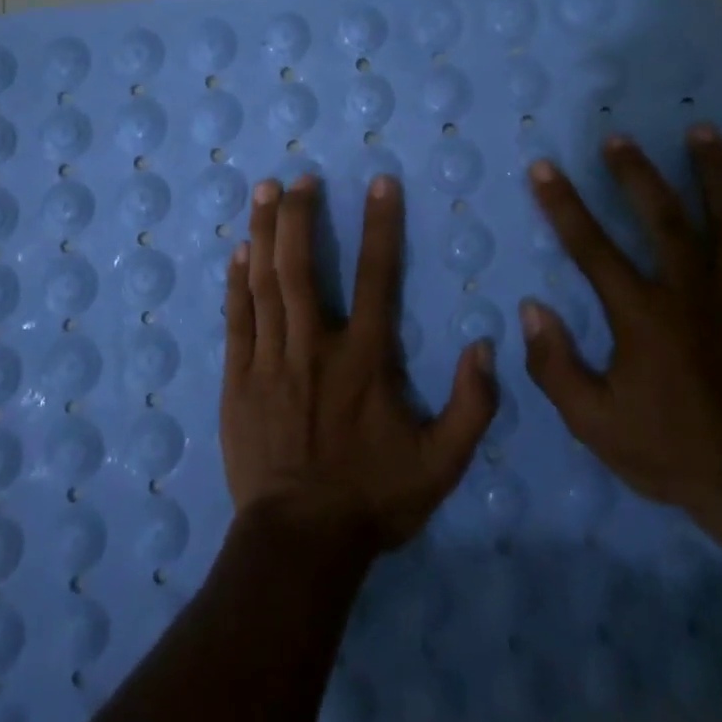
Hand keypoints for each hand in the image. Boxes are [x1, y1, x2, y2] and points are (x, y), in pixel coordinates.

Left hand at [222, 173, 498, 554]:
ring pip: (265, 284)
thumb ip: (472, 405)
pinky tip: (238, 252)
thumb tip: (485, 346)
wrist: (300, 543)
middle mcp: (315, 347)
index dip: (381, 226)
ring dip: (265, 233)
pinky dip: (237, 283)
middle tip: (299, 178)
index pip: (378, 277)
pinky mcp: (238, 380)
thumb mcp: (442, 463)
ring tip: (263, 192)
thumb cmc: (373, 498)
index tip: (380, 183)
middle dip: (301, 216)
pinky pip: (237, 320)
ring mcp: (270, 361)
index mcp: (365, 359)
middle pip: (303, 267)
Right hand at [520, 124, 721, 540]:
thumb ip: (556, 366)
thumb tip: (532, 309)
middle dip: (637, 173)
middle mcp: (694, 295)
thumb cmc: (669, 452)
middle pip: (664, 218)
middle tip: (619, 137)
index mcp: (644, 317)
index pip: (592, 248)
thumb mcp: (593, 423)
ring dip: (716, 174)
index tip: (544, 168)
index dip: (563, 205)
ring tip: (703, 132)